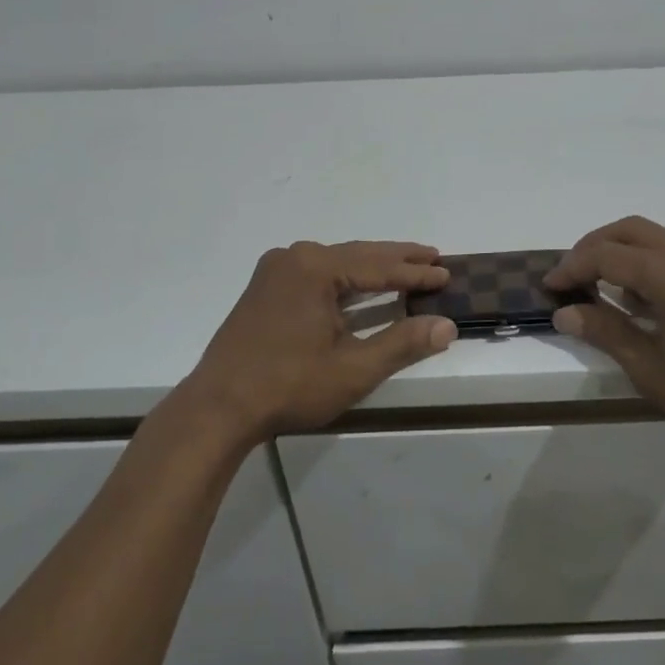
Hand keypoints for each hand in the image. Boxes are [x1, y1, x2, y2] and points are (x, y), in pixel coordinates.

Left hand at [178, 241, 455, 445]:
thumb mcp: (353, 369)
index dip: (415, 272)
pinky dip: (346, 279)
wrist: (217, 409)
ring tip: (407, 267)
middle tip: (434, 256)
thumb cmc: (288, 386)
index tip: (447, 272)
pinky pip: (318, 274)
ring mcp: (275, 271)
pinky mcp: (265, 289)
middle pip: (358, 255)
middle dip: (397, 259)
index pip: (378, 266)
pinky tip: (362, 286)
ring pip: (338, 263)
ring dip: (372, 267)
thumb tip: (446, 326)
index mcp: (315, 267)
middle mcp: (294, 258)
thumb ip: (402, 343)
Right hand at [546, 216, 664, 455]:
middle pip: (628, 230)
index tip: (550, 286)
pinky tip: (641, 300)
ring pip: (653, 238)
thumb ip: (606, 332)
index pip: (606, 255)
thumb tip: (566, 311)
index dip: (572, 267)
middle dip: (593, 247)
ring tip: (600, 289)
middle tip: (570, 277)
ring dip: (621, 253)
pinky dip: (647, 263)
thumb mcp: (651, 368)